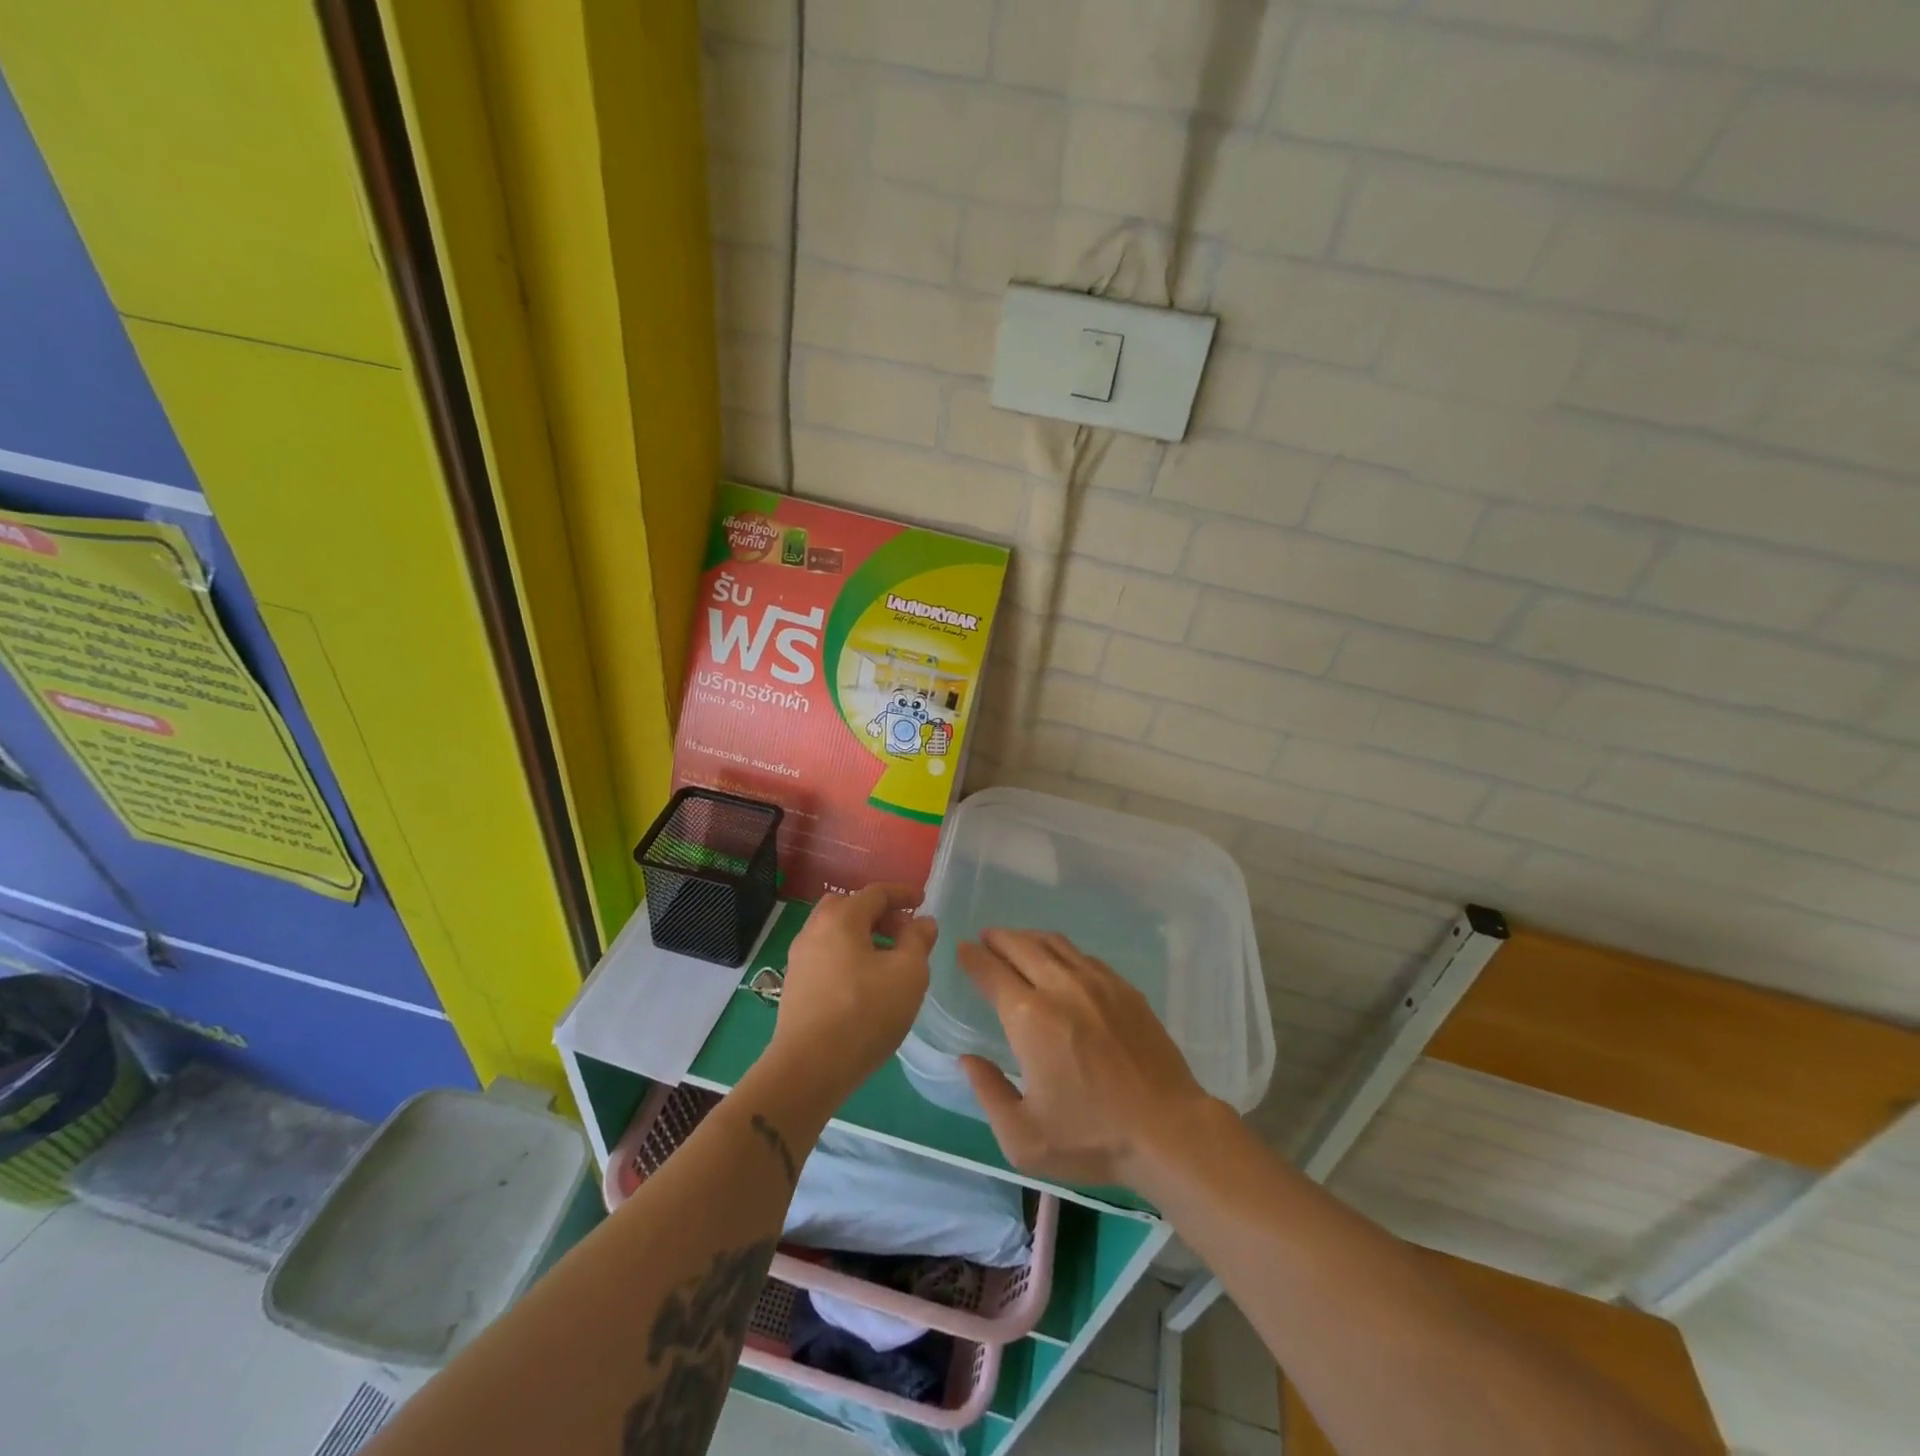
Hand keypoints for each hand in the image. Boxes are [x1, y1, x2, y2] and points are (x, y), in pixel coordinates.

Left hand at [767, 883, 935, 1105]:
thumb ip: (918, 941)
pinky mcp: (795, 986)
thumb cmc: (865, 1013)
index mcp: (841, 918)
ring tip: (888, 959)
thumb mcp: (908, 974)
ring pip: (835, 933)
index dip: (902, 894)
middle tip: (903, 930)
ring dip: (862, 936)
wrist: (809, 1068)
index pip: (875, 893)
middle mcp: (815, 930)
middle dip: (878, 913)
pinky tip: (865, 982)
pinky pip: (826, 956)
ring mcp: (800, 959)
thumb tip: (922, 922)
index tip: (921, 901)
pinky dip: (848, 955)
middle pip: (848, 907)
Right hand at [957, 929, 1219, 1187]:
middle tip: (985, 938)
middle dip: (997, 938)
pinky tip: (1061, 963)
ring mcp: (1097, 982)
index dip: (972, 957)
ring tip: (1017, 942)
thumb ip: (988, 1092)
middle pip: (1021, 945)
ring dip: (1029, 938)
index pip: (991, 971)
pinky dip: (1062, 951)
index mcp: (1030, 1017)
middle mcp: (1061, 987)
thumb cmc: (1091, 1137)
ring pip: (1055, 944)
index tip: (962, 950)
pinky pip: (1084, 956)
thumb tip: (967, 1060)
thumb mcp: (1023, 1137)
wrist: (1168, 1130)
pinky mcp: (1125, 988)